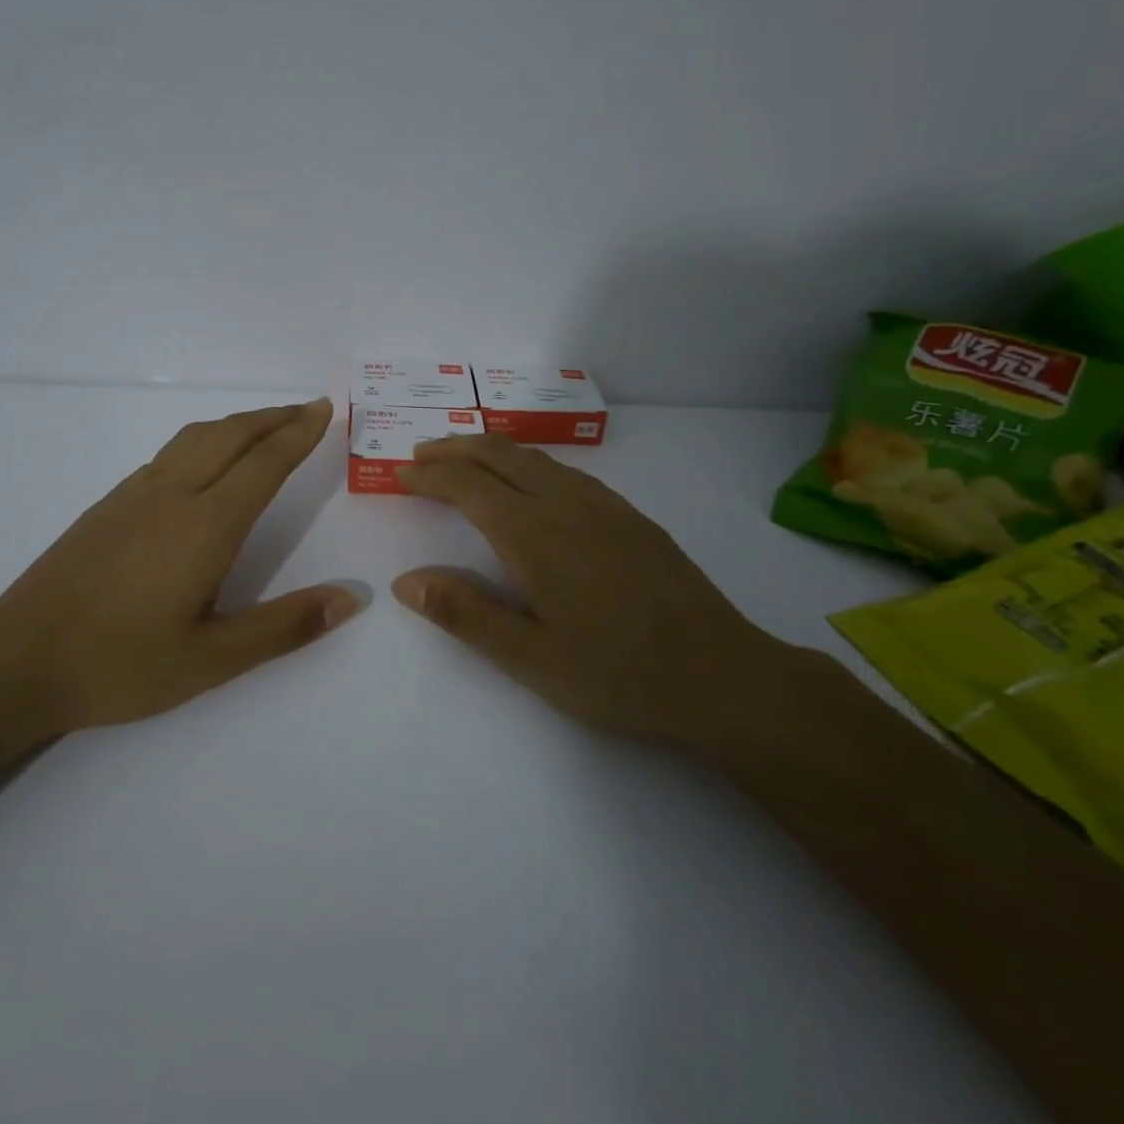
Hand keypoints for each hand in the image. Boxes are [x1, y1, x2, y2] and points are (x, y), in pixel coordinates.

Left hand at [0, 399, 360, 733]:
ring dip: (239, 423)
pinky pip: (170, 453)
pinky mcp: (109, 504)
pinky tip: (206, 462)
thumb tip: (350, 598)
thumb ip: (283, 627)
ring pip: (196, 437)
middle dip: (275, 417)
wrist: (16, 661)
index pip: (264, 463)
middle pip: (231, 435)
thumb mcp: (211, 661)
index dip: (298, 433)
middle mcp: (172, 495)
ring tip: (266, 425)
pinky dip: (205, 439)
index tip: (325, 410)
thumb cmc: (120, 665)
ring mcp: (134, 495)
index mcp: (204, 526)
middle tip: (308, 409)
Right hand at [393, 434, 829, 759]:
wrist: (722, 675)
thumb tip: (405, 581)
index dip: (429, 476)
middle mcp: (566, 504)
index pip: (467, 485)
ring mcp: (604, 505)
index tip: (401, 476)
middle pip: (499, 454)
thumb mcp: (530, 657)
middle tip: (422, 455)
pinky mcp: (631, 517)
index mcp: (534, 534)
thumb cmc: (618, 674)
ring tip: (465, 460)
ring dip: (492, 451)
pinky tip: (532, 484)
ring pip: (535, 457)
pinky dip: (529, 463)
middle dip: (455, 448)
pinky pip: (566, 471)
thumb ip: (465, 613)